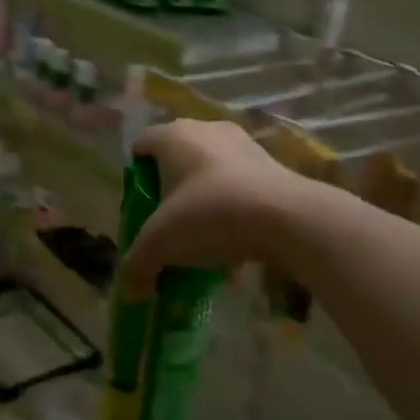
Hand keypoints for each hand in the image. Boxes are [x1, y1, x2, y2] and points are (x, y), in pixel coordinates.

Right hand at [119, 120, 299, 294]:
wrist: (288, 218)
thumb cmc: (210, 214)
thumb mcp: (161, 244)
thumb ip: (138, 264)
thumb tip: (131, 290)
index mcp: (172, 136)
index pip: (140, 146)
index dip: (136, 178)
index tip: (141, 209)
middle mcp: (205, 129)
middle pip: (175, 158)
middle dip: (169, 189)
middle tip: (169, 223)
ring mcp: (242, 143)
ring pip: (209, 170)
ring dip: (203, 197)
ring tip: (204, 234)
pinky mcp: (271, 163)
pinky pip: (239, 182)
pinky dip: (232, 204)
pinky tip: (234, 237)